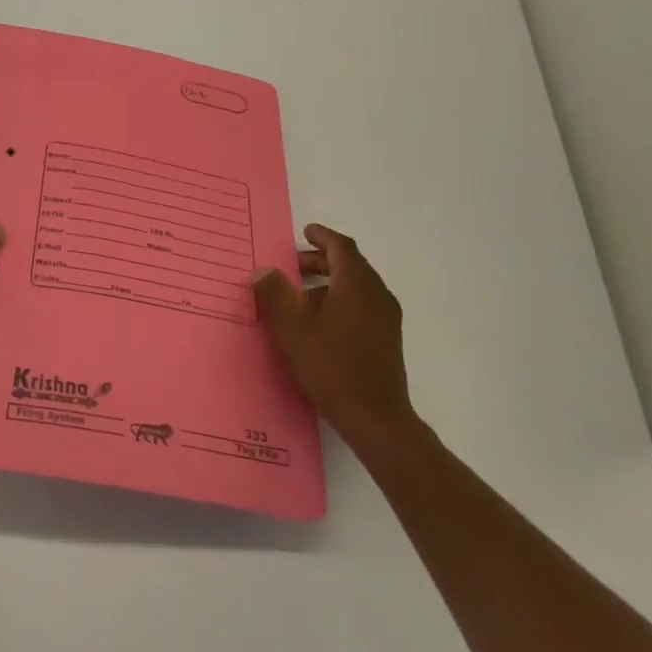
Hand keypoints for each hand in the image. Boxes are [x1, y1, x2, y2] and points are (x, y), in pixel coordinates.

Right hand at [254, 224, 419, 458]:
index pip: (342, 247)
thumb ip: (275, 295)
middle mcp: (377, 295)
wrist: (376, 419)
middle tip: (293, 265)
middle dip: (322, 260)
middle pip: (351, 265)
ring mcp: (386, 318)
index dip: (322, 236)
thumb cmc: (331, 367)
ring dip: (330, 282)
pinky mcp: (388, 339)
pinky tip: (320, 323)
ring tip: (301, 297)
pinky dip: (341, 300)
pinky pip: (363, 305)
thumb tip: (264, 271)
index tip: (305, 232)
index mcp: (356, 285)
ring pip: (357, 286)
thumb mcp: (291, 329)